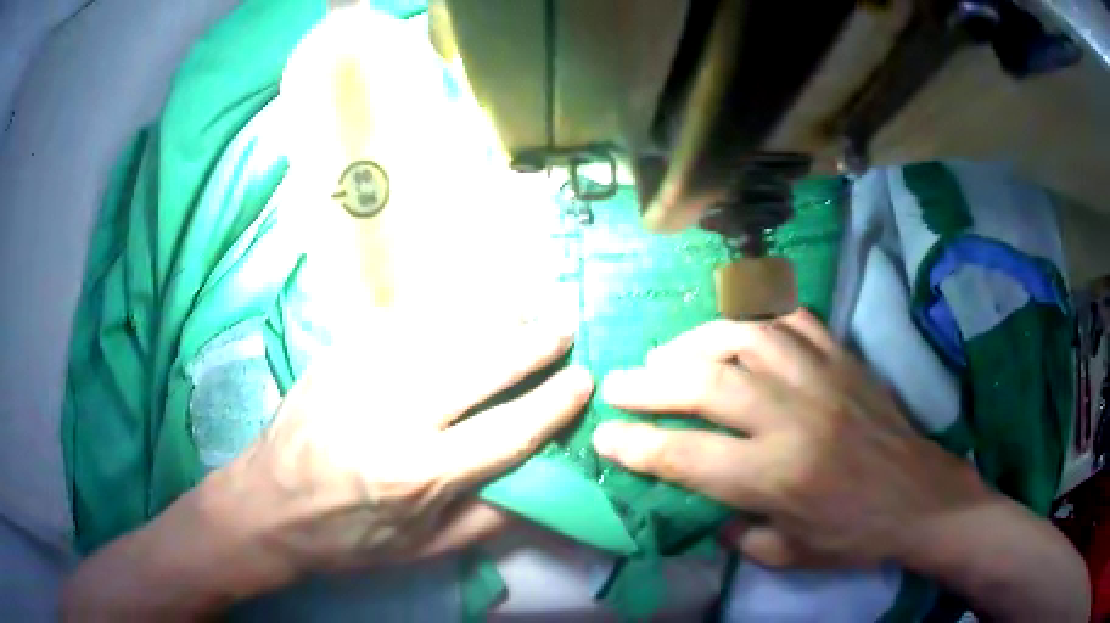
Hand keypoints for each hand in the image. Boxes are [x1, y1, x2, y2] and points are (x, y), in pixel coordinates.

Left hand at [209, 313, 592, 584]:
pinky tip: (464, 307)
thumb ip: (490, 517)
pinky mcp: (337, 355)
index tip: (584, 382)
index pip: (507, 432)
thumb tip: (544, 480)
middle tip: (562, 329)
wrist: (267, 506)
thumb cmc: (348, 537)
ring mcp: (359, 376)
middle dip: (530, 345)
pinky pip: (399, 321)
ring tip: (524, 309)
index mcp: (417, 476)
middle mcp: (391, 418)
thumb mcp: (423, 549)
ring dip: (491, 318)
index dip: (553, 405)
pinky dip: (441, 310)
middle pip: (478, 367)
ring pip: (442, 332)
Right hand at [591, 308, 987, 568]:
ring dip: (697, 340)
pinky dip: (757, 313)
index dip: (637, 445)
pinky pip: (793, 317)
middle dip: (650, 383)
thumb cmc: (853, 535)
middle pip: (707, 382)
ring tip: (671, 355)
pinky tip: (736, 327)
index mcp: (778, 476)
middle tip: (619, 383)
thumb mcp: (788, 554)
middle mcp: (794, 418)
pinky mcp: (843, 358)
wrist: (919, 497)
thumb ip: (736, 530)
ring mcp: (821, 378)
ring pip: (747, 334)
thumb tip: (702, 503)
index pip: (688, 455)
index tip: (604, 435)